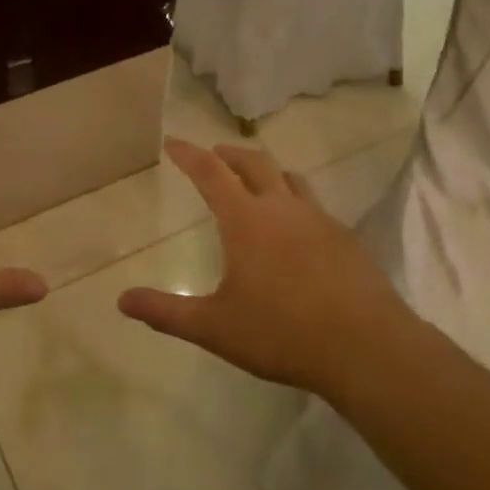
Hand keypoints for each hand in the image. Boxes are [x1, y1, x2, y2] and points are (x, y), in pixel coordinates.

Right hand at [118, 139, 410, 394]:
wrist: (367, 348)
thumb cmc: (282, 333)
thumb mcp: (214, 328)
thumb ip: (166, 312)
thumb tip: (122, 301)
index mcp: (247, 221)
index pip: (211, 174)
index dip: (189, 155)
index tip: (174, 141)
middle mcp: (283, 209)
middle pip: (255, 163)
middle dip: (229, 154)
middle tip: (214, 154)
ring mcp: (320, 221)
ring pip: (291, 179)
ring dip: (268, 172)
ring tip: (257, 181)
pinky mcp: (347, 240)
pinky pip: (315, 206)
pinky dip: (296, 201)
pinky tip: (297, 228)